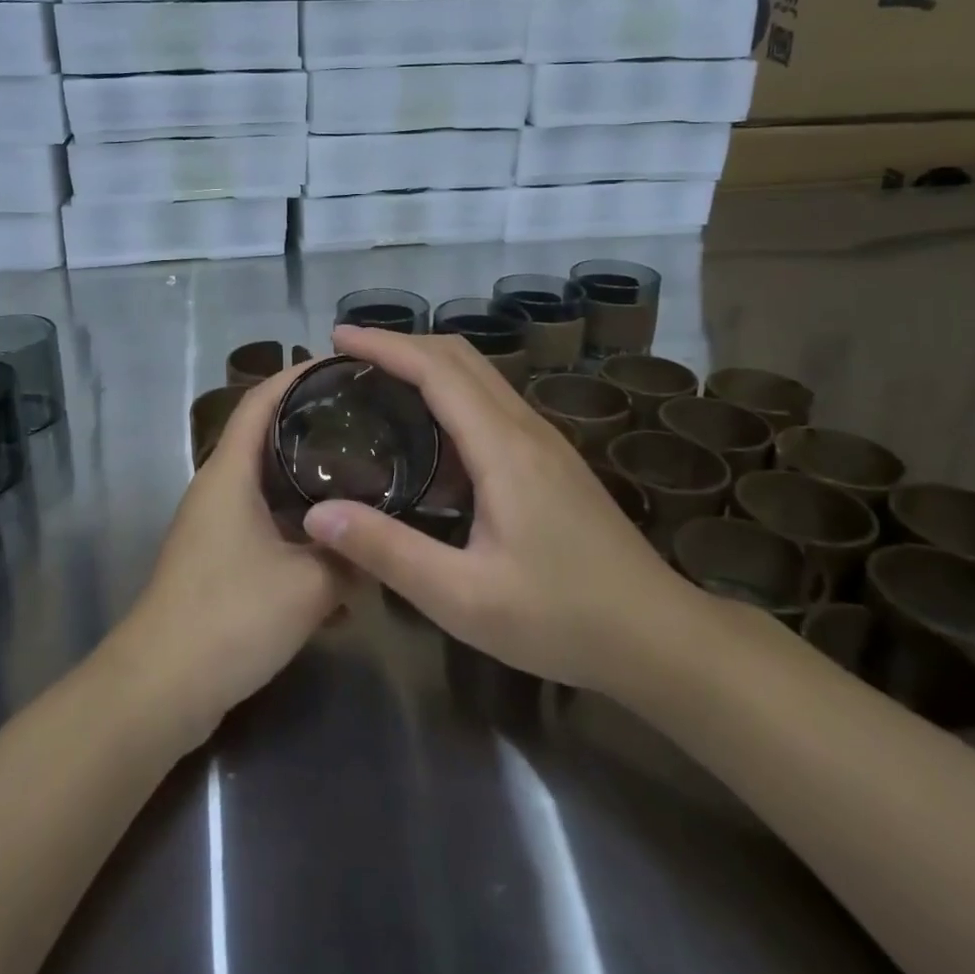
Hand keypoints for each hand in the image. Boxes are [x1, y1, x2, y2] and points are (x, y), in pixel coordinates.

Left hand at [116, 365, 345, 745]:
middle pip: (268, 437)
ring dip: (311, 481)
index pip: (262, 399)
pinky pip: (268, 525)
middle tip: (369, 421)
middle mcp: (219, 488)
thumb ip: (351, 558)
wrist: (160, 689)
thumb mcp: (309, 586)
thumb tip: (380, 541)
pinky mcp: (220, 559)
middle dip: (315, 426)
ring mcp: (216, 525)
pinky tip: (340, 551)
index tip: (344, 364)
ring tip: (364, 477)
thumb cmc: (230, 618)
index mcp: (230, 472)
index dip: (300, 375)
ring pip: (270, 485)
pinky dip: (301, 527)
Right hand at [301, 327, 703, 693]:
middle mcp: (525, 428)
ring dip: (427, 364)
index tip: (337, 338)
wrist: (658, 635)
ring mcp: (544, 440)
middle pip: (460, 357)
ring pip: (479, 376)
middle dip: (402, 344)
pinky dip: (450, 392)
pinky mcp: (551, 460)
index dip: (385, 346)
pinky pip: (491, 403)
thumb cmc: (561, 618)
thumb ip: (388, 551)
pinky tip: (428, 433)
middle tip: (349, 356)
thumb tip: (317, 514)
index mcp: (503, 448)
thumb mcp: (463, 597)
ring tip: (378, 382)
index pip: (437, 370)